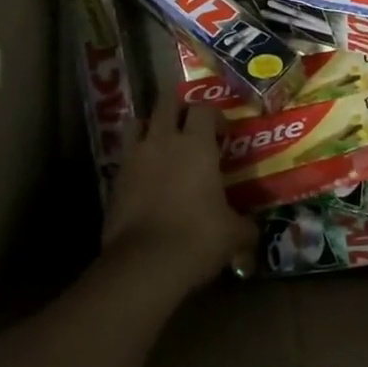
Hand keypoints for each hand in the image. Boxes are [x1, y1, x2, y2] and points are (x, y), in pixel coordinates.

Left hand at [102, 94, 253, 293]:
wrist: (144, 264)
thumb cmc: (197, 238)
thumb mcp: (233, 234)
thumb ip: (244, 225)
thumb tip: (252, 230)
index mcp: (197, 144)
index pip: (204, 108)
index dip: (215, 116)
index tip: (223, 134)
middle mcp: (163, 141)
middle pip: (166, 102)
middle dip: (178, 106)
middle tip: (190, 124)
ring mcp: (134, 158)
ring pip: (138, 122)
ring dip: (151, 125)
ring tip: (162, 142)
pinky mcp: (115, 179)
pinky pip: (126, 155)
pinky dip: (136, 158)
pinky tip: (147, 177)